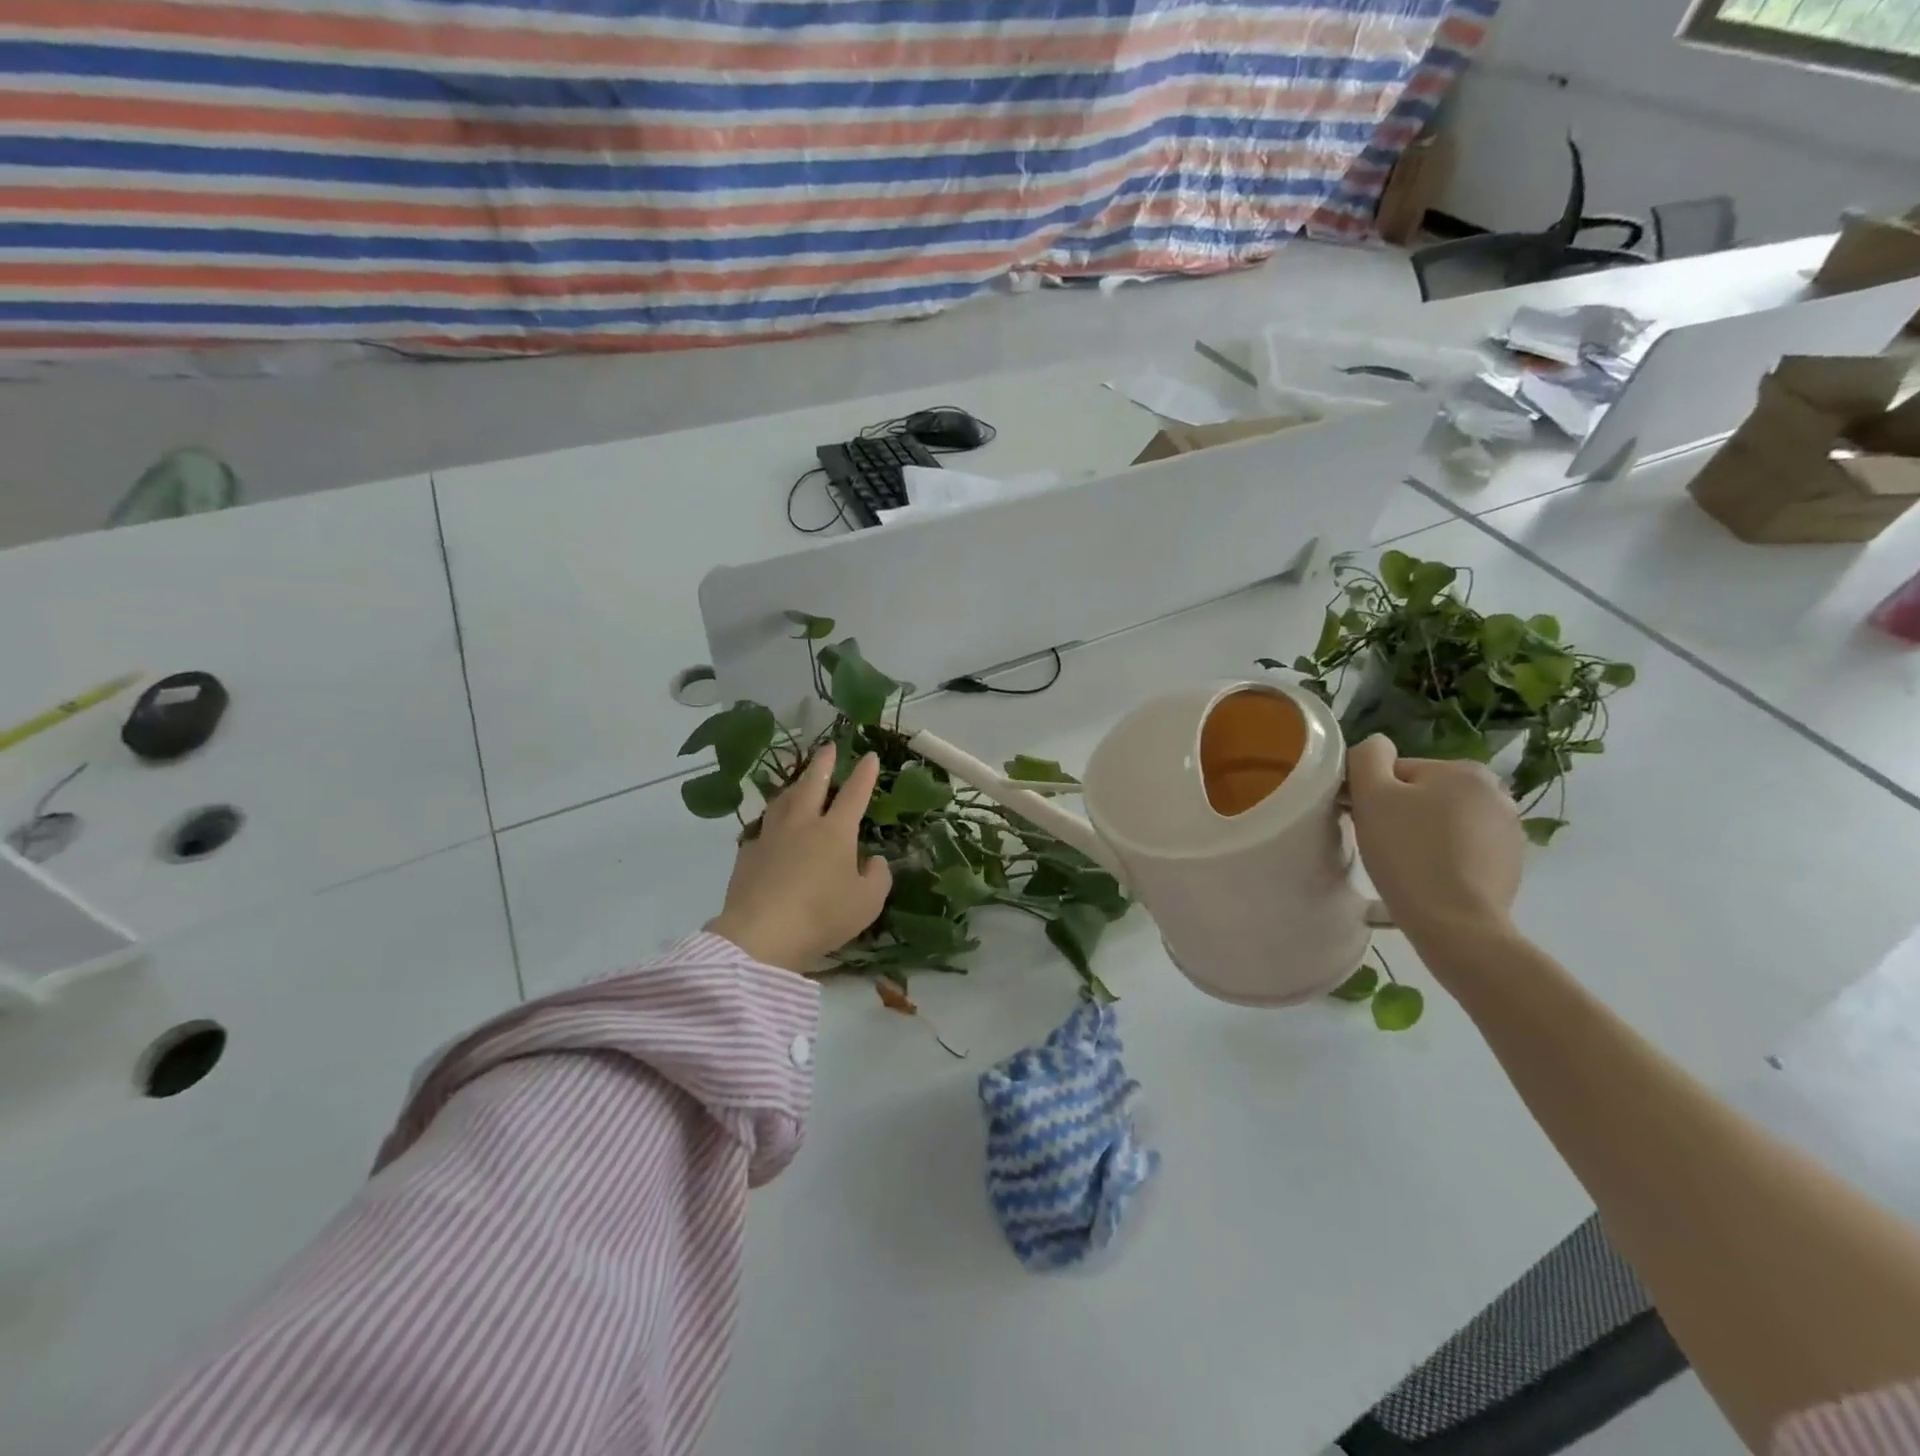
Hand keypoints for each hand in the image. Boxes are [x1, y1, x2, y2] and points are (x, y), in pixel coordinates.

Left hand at [706, 744, 892, 972]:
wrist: (761, 934)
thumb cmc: (822, 916)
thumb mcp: (867, 903)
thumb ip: (877, 878)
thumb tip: (873, 861)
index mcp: (836, 832)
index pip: (854, 795)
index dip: (864, 775)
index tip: (870, 756)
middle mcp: (803, 825)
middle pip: (813, 784)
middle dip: (823, 764)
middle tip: (828, 747)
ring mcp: (771, 837)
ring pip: (783, 800)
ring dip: (794, 785)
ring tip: (799, 780)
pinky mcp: (747, 854)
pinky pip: (762, 828)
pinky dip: (771, 820)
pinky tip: (770, 826)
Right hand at [1346, 734, 1523, 950]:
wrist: (1455, 922)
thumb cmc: (1408, 852)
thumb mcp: (1372, 795)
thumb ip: (1367, 757)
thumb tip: (1375, 745)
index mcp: (1464, 770)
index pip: (1398, 772)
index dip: (1373, 795)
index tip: (1363, 821)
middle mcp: (1496, 793)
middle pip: (1423, 795)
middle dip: (1400, 815)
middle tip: (1382, 845)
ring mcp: (1509, 831)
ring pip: (1443, 823)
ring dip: (1421, 836)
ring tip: (1405, 866)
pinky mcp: (1510, 865)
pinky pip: (1462, 850)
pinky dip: (1443, 859)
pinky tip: (1429, 879)